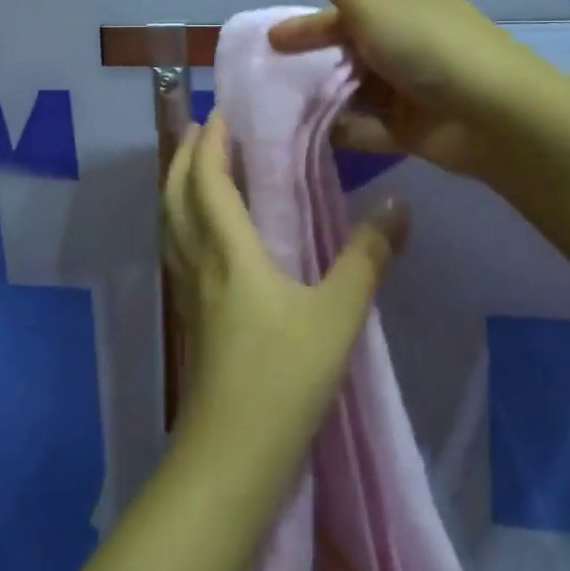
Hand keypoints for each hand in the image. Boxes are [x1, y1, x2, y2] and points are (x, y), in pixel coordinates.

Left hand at [161, 110, 408, 466]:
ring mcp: (188, 292)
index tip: (220, 112)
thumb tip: (398, 204)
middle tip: (200, 128)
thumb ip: (368, 258)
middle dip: (184, 155)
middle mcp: (199, 261)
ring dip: (177, 185)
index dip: (210, 142)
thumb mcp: (337, 317)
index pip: (208, 180)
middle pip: (176, 194)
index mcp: (229, 250)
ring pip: (171, 222)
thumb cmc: (282, 379)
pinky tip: (202, 233)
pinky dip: (182, 221)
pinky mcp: (188, 318)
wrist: (231, 458)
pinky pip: (177, 249)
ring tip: (196, 167)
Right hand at [269, 0, 538, 177]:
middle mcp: (410, 43)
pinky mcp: (415, 129)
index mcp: (407, 6)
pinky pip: (371, 126)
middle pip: (351, 52)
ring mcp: (413, 88)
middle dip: (315, 64)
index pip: (348, 12)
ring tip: (281, 110)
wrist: (498, 117)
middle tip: (271, 79)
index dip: (309, 26)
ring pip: (358, 90)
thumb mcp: (377, 9)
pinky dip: (346, 129)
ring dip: (326, 97)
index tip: (273, 41)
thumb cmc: (432, 51)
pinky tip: (312, 136)